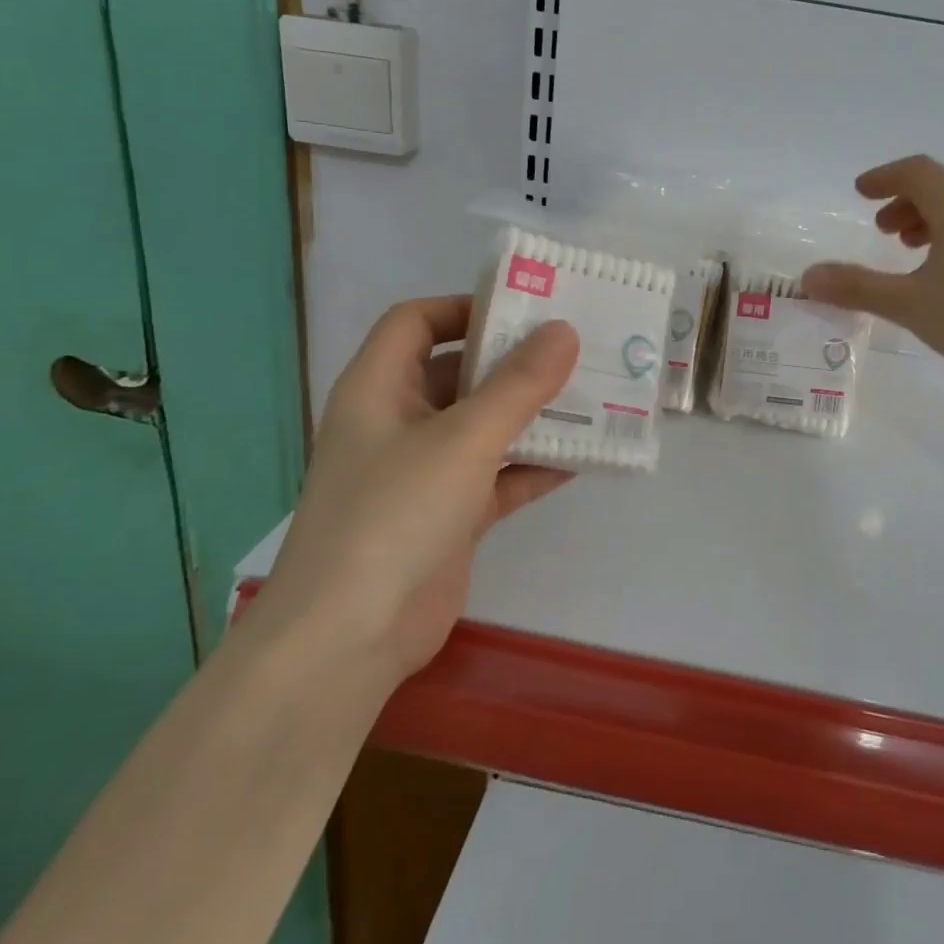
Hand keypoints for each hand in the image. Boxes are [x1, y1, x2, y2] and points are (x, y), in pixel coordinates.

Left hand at [251, 295, 579, 680]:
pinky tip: (580, 460)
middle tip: (576, 350)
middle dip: (514, 362)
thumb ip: (519, 384)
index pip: (416, 322)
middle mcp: (398, 422)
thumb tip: (564, 331)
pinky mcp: (448, 516)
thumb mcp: (464, 438)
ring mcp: (423, 473)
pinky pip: (497, 477)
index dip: (465, 307)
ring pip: (483, 427)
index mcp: (380, 388)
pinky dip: (532, 468)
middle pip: (459, 373)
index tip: (525, 310)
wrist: (350, 637)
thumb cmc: (395, 514)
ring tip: (592, 398)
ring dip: (531, 415)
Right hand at [801, 155, 943, 389]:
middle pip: (942, 186)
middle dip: (906, 200)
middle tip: (881, 229)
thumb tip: (808, 278)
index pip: (917, 171)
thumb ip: (856, 287)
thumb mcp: (908, 303)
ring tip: (908, 249)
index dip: (884, 177)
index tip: (860, 192)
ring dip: (930, 218)